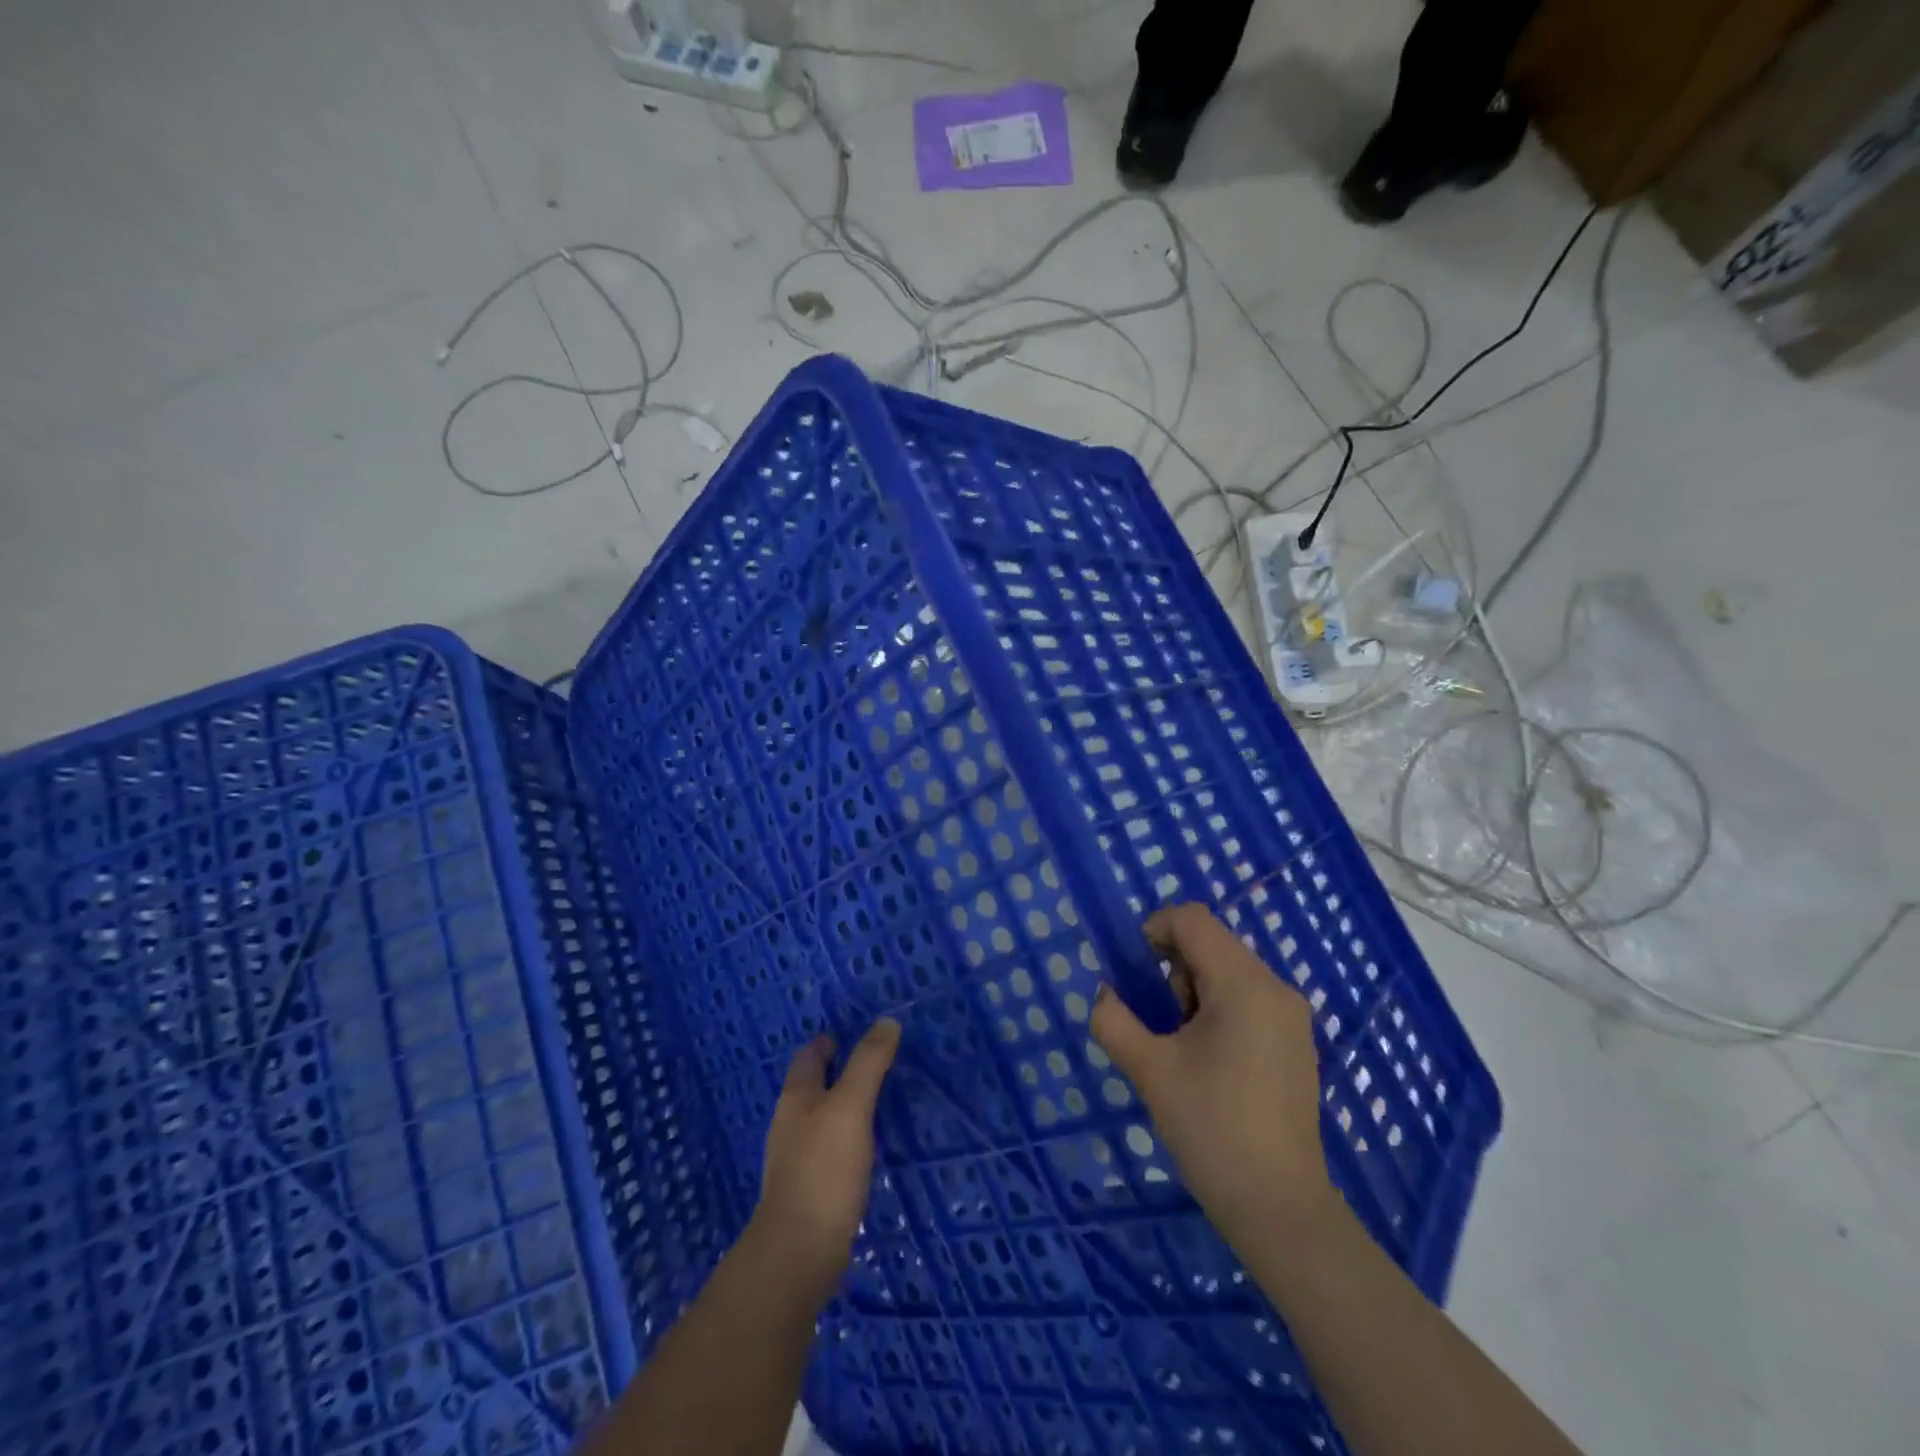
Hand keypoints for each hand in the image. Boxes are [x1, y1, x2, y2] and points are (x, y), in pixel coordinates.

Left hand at [751, 1018, 900, 1303]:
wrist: (799, 1251)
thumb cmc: (824, 1168)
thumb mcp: (852, 1106)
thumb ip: (869, 1062)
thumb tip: (887, 1020)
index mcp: (796, 1097)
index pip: (809, 1056)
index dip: (828, 1041)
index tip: (854, 1032)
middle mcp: (790, 1123)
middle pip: (811, 1086)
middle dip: (836, 1071)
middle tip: (872, 1062)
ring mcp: (796, 1159)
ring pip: (819, 1118)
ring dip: (841, 1105)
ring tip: (873, 1101)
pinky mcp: (808, 1189)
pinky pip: (828, 1149)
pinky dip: (845, 1137)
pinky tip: (864, 1147)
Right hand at [1090, 903, 1334, 1251]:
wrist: (1279, 1208)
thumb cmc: (1211, 1128)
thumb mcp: (1149, 1069)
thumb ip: (1115, 1019)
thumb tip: (1105, 995)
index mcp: (1244, 984)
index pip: (1192, 920)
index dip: (1153, 930)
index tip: (1134, 976)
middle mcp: (1276, 988)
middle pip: (1211, 943)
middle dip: (1172, 970)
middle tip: (1160, 1024)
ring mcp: (1291, 1018)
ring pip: (1227, 972)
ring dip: (1192, 992)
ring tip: (1182, 1049)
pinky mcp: (1295, 1044)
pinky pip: (1247, 1000)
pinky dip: (1217, 1011)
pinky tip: (1209, 1064)